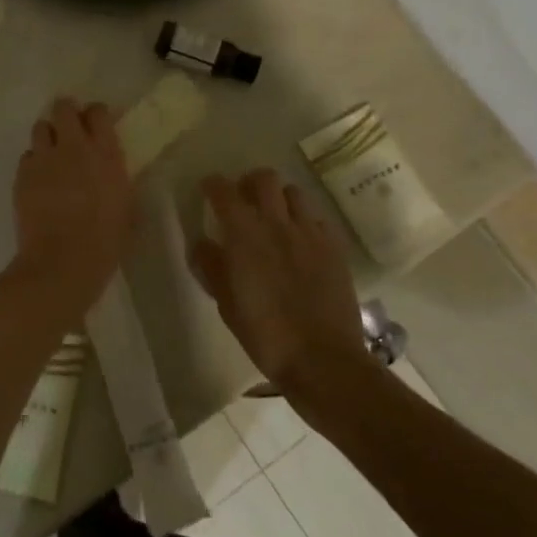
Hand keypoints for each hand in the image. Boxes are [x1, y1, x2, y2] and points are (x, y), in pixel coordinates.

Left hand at [10, 99, 135, 311]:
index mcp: (105, 154)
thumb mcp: (126, 207)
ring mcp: (44, 159)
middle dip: (66, 113)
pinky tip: (39, 181)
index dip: (95, 115)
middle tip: (70, 130)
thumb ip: (117, 179)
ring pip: (40, 127)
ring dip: (47, 136)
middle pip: (63, 108)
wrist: (61, 262)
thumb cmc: (104, 242)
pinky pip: (27, 156)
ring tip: (52, 155)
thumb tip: (111, 169)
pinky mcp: (22, 175)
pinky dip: (34, 162)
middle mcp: (73, 147)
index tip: (95, 125)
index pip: (97, 112)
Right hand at [191, 171, 371, 391]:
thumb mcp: (226, 303)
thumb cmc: (264, 334)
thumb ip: (211, 266)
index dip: (213, 185)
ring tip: (274, 216)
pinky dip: (304, 221)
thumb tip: (202, 243)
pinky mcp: (334, 247)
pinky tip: (300, 240)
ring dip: (279, 198)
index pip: (224, 191)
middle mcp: (277, 223)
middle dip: (249, 182)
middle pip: (264, 178)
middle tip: (243, 199)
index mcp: (244, 234)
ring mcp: (310, 233)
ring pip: (294, 193)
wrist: (322, 358)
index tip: (207, 189)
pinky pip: (317, 219)